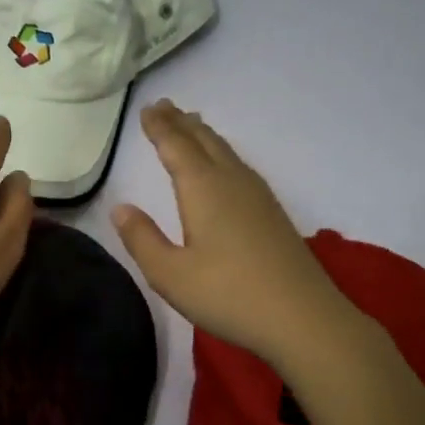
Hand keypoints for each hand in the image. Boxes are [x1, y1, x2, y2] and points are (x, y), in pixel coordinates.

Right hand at [112, 100, 359, 366]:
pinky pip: (239, 166)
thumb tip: (121, 208)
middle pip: (203, 141)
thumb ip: (142, 238)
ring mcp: (257, 195)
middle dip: (181, 122)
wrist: (302, 318)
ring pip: (225, 151)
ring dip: (203, 135)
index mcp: (202, 188)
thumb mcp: (170, 274)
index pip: (175, 146)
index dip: (159, 127)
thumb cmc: (228, 295)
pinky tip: (225, 166)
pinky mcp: (272, 213)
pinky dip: (222, 153)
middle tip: (164, 106)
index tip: (147, 109)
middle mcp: (231, 181)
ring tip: (191, 124)